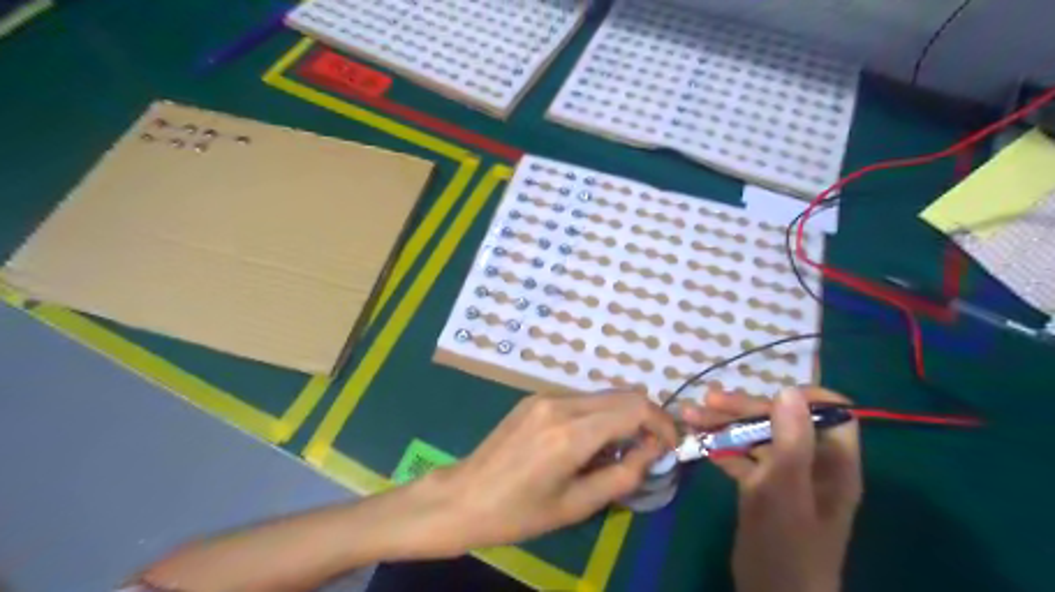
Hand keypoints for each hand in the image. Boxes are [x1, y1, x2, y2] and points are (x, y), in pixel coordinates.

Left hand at [423, 390, 680, 551]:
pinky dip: (598, 415)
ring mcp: (545, 396)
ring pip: (602, 395)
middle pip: (622, 395)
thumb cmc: (519, 513)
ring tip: (618, 452)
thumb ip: (622, 476)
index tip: (670, 445)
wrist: (464, 497)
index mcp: (571, 433)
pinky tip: (589, 442)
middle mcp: (560, 403)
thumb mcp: (576, 506)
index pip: (634, 408)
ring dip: (621, 416)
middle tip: (651, 449)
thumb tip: (651, 451)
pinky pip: (580, 399)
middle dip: (646, 418)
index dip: (661, 423)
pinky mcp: (534, 397)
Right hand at [680, 386, 859, 591]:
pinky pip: (742, 458)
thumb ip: (791, 442)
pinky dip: (720, 447)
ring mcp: (785, 475)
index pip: (831, 413)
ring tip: (689, 416)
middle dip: (743, 408)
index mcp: (833, 463)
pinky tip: (697, 442)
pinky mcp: (762, 488)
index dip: (804, 397)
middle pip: (782, 420)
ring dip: (724, 425)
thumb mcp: (786, 491)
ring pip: (757, 437)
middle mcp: (812, 463)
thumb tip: (789, 389)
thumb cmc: (787, 547)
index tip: (767, 392)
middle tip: (706, 402)